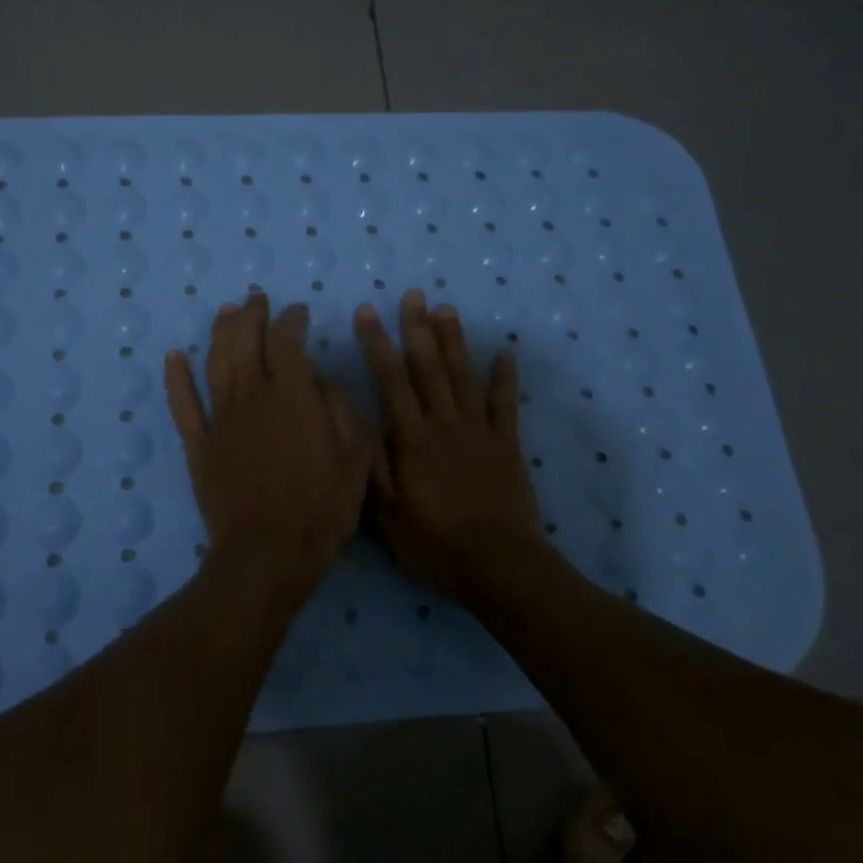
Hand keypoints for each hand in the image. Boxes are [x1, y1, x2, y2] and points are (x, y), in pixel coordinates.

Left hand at [164, 294, 369, 599]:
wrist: (267, 554)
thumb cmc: (321, 510)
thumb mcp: (355, 459)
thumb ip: (341, 410)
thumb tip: (321, 379)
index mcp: (293, 396)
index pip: (288, 341)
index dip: (292, 320)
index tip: (298, 312)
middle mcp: (252, 396)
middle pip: (246, 341)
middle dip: (253, 315)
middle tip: (258, 300)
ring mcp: (220, 419)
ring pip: (215, 362)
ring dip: (220, 333)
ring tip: (227, 313)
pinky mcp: (198, 444)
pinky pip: (183, 403)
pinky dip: (176, 377)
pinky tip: (174, 356)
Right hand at [355, 290, 543, 608]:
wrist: (499, 567)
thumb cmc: (435, 543)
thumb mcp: (386, 513)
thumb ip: (370, 464)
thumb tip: (354, 420)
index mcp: (412, 439)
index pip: (391, 381)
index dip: (378, 344)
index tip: (368, 312)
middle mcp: (445, 424)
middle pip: (429, 368)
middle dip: (417, 329)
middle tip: (413, 296)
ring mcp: (480, 432)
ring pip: (464, 376)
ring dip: (455, 341)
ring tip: (446, 310)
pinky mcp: (507, 445)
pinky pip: (506, 404)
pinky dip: (505, 378)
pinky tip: (505, 353)